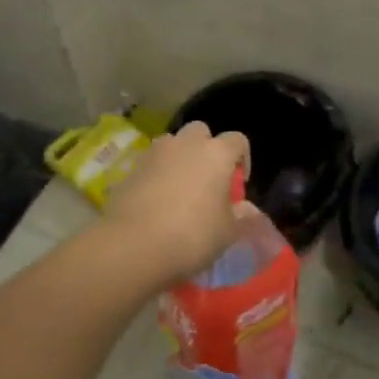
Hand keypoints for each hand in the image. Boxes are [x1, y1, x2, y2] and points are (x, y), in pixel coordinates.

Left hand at [103, 122, 251, 286]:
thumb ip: (242, 216)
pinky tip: (155, 202)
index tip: (238, 185)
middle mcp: (186, 144)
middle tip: (207, 179)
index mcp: (216, 153)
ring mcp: (155, 154)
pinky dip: (156, 175)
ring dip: (178, 158)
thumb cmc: (191, 235)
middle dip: (206, 149)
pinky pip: (150, 164)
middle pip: (201, 132)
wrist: (132, 246)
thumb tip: (248, 210)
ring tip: (179, 188)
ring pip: (172, 144)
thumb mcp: (227, 232)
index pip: (238, 140)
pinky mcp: (130, 170)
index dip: (242, 159)